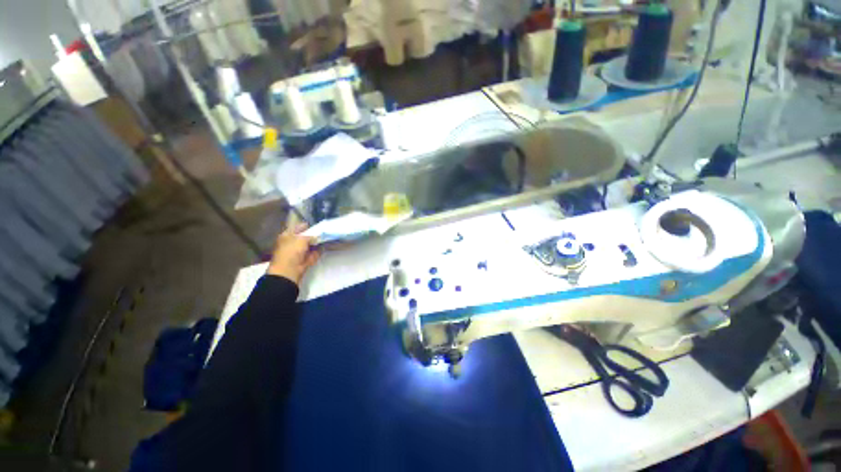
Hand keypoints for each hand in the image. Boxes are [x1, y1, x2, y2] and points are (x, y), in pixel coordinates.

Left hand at [267, 224, 319, 285]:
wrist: (289, 270)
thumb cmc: (291, 251)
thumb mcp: (302, 239)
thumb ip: (311, 236)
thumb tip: (317, 236)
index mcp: (287, 235)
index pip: (297, 228)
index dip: (306, 226)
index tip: (317, 225)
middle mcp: (292, 243)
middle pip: (304, 237)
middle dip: (313, 235)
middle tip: (324, 232)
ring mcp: (298, 252)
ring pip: (309, 245)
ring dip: (317, 243)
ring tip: (327, 238)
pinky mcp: (304, 259)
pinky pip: (313, 253)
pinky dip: (318, 251)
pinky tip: (325, 247)